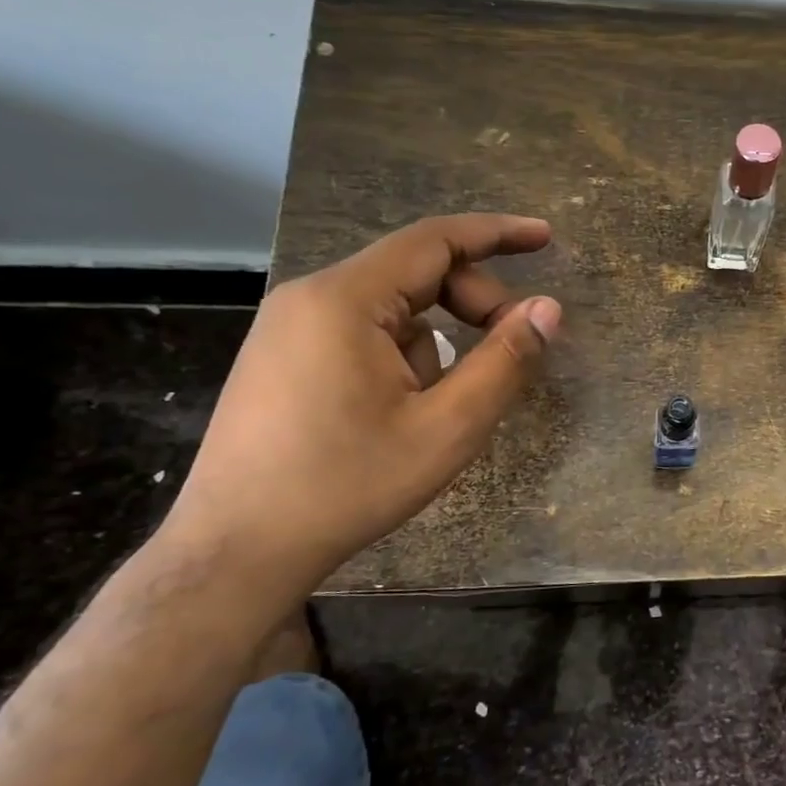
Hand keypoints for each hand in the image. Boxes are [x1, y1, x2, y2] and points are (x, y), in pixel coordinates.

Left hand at [164, 214, 561, 599]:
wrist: (236, 551)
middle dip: (474, 303)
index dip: (498, 234)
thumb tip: (549, 309)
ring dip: (437, 341)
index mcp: (346, 300)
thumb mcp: (448, 427)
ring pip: (393, 309)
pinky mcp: (283, 357)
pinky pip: (363, 332)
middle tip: (512, 352)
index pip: (436, 240)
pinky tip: (400, 412)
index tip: (546, 237)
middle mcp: (311, 297)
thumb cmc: (347, 485)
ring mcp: (289, 327)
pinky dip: (403, 354)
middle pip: (416, 273)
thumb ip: (505, 361)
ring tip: (440, 406)